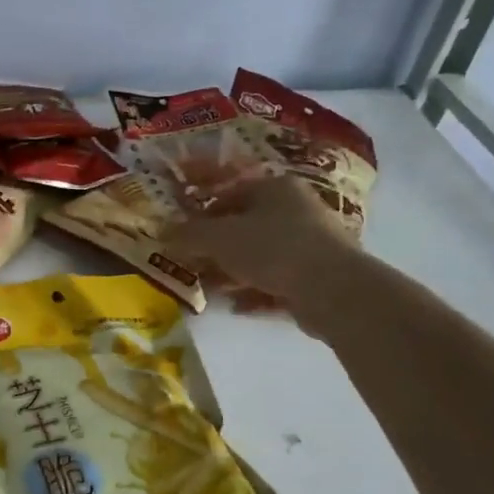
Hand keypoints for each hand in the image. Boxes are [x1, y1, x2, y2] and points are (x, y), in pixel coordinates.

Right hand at [171, 176, 361, 316]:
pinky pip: (276, 280)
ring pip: (260, 254)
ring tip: (210, 287)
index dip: (202, 209)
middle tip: (192, 261)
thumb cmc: (272, 248)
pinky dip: (255, 291)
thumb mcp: (219, 238)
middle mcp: (295, 209)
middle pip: (245, 225)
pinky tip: (236, 306)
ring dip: (232, 271)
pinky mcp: (316, 276)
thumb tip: (160, 230)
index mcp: (275, 188)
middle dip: (216, 245)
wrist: (333, 289)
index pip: (230, 190)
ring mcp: (310, 243)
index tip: (182, 230)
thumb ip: (188, 234)